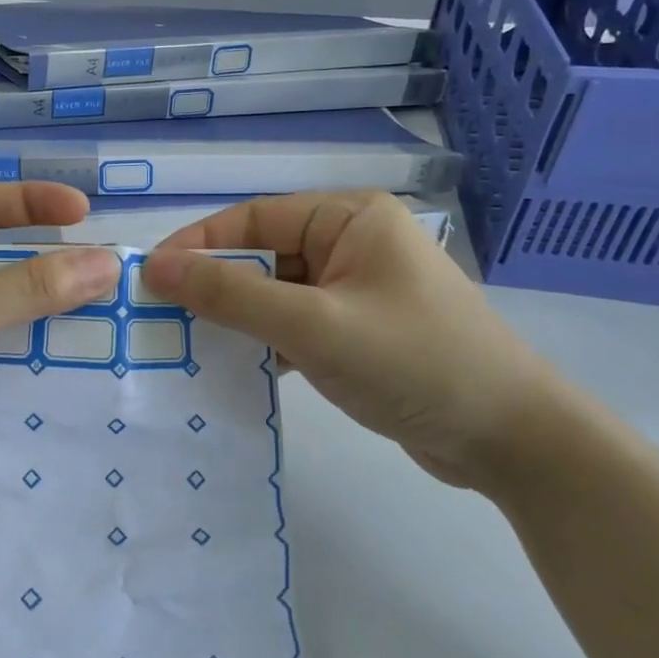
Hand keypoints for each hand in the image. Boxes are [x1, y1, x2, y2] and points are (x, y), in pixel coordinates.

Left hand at [0, 182, 119, 528]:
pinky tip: (94, 371)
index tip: (86, 214)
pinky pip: (15, 367)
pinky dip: (48, 367)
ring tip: (122, 324)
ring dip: (61, 322)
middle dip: (58, 270)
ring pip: (17, 319)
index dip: (33, 203)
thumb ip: (25, 288)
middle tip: (119, 278)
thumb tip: (106, 263)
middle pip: (8, 265)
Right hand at [142, 192, 565, 488]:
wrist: (511, 440)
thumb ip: (232, 295)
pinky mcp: (359, 330)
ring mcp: (357, 289)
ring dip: (237, 319)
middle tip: (160, 319)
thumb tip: (155, 267)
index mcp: (349, 217)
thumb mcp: (314, 326)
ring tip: (186, 346)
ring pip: (276, 294)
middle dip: (214, 287)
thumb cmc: (413, 363)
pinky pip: (296, 325)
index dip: (197, 245)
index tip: (147, 278)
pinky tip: (235, 369)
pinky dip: (265, 343)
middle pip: (262, 256)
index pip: (252, 219)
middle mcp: (352, 243)